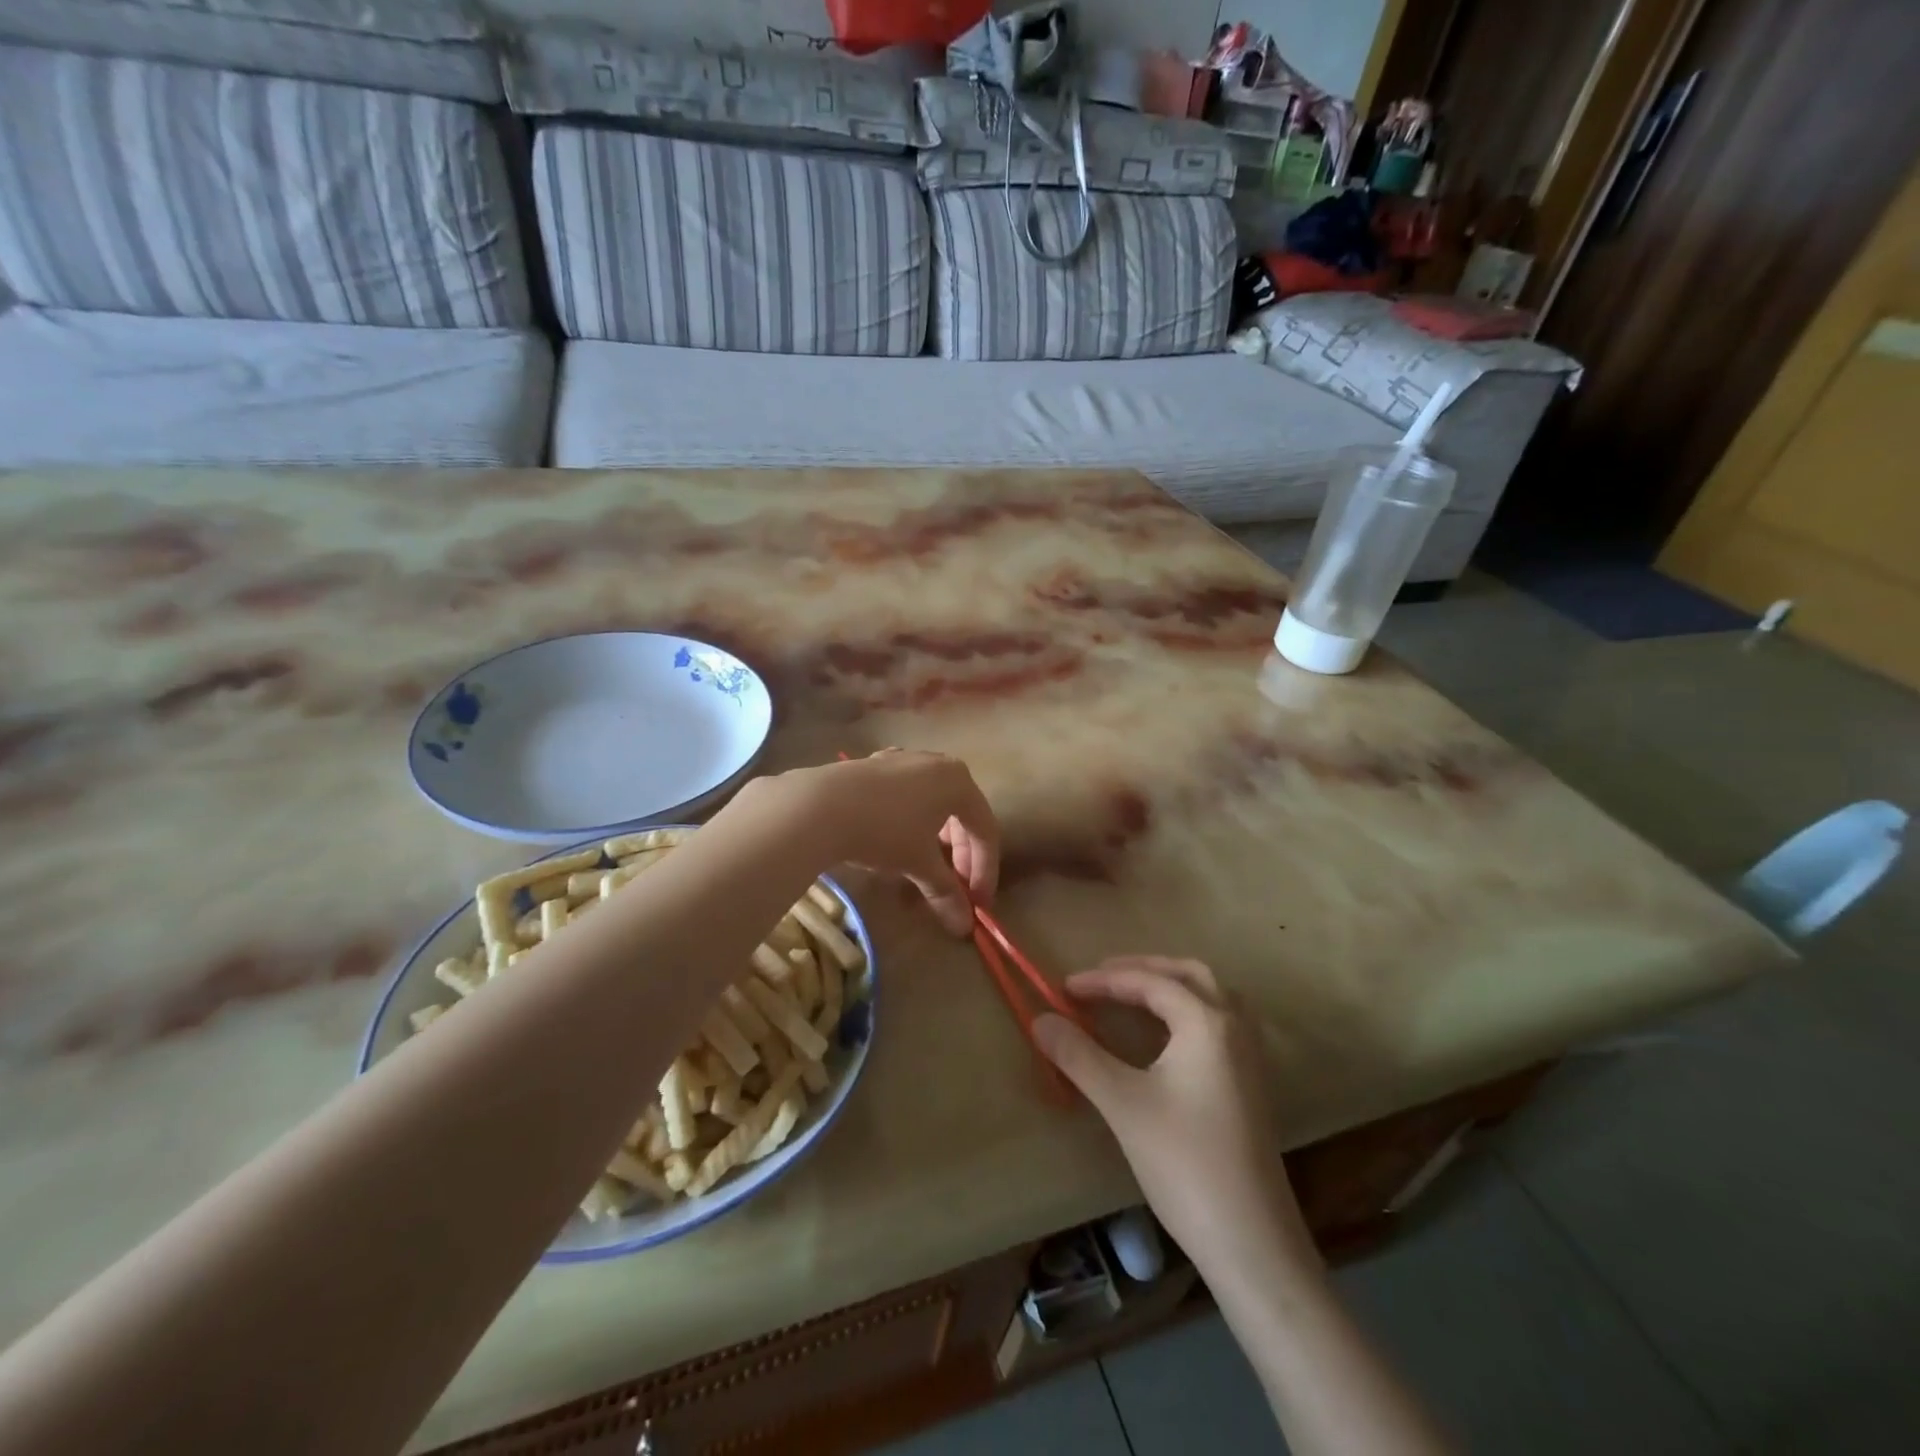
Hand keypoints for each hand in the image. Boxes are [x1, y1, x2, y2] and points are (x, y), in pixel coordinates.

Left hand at [743, 750, 998, 935]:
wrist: (819, 806)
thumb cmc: (884, 831)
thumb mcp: (919, 865)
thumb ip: (946, 892)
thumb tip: (963, 926)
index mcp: (959, 781)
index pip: (985, 831)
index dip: (985, 871)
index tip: (977, 905)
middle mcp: (937, 763)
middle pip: (961, 815)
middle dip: (962, 857)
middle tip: (956, 891)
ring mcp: (904, 760)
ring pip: (934, 805)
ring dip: (938, 842)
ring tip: (927, 870)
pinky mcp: (875, 766)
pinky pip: (907, 797)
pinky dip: (913, 824)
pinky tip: (898, 843)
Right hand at [1033, 957, 1316, 1274]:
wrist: (1252, 1243)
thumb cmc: (1184, 1163)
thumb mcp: (1123, 1103)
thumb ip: (1079, 1056)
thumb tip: (1040, 1019)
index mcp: (1207, 1022)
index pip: (1150, 982)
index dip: (1104, 981)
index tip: (1064, 988)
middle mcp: (1235, 1027)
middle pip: (1189, 974)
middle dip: (1142, 969)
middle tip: (1101, 978)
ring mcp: (1250, 1057)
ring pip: (1211, 996)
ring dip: (1170, 985)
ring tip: (1132, 996)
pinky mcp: (1252, 1084)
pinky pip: (1220, 1022)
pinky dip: (1188, 1010)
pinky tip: (1167, 1036)